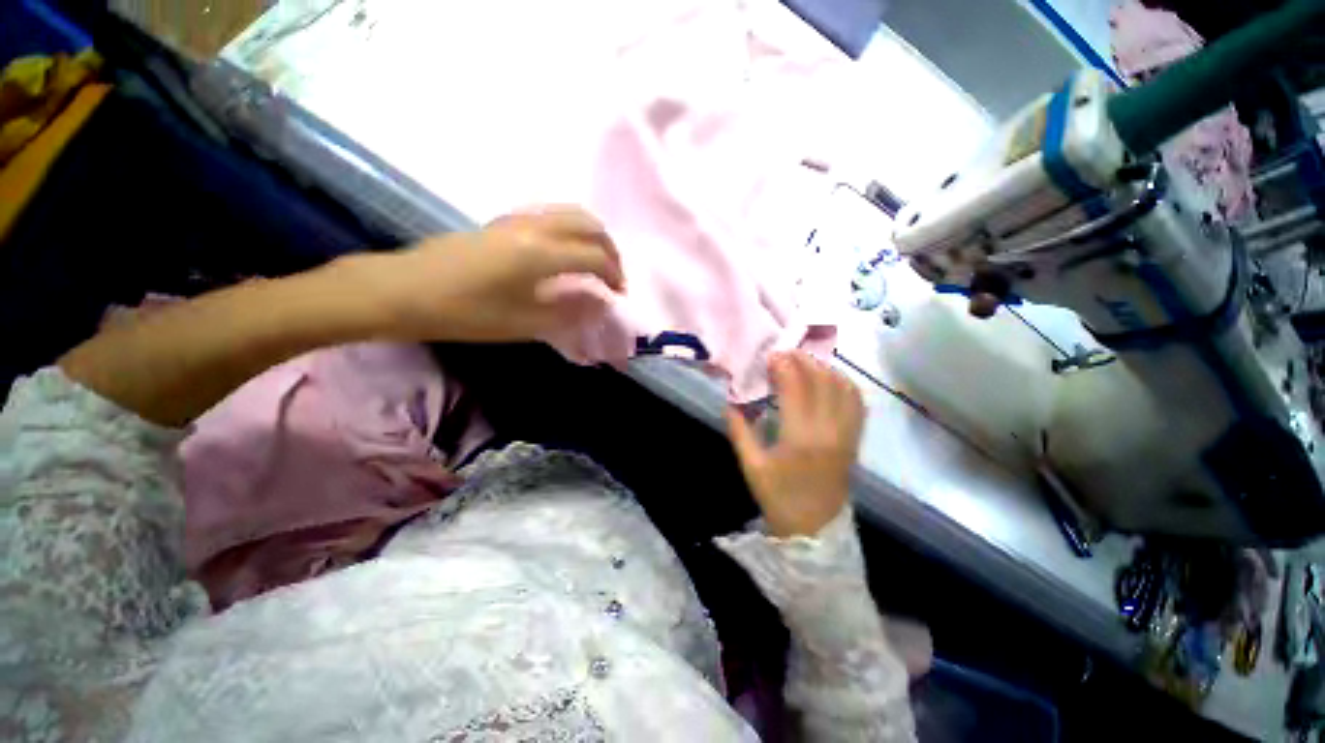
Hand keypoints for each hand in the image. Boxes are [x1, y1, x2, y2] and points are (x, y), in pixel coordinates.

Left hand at [354, 208, 625, 342]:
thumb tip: (601, 305)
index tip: (619, 294)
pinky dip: (571, 230)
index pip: (594, 257)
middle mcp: (534, 227)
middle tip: (612, 275)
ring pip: (570, 214)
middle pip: (588, 225)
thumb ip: (568, 313)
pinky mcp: (504, 221)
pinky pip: (551, 216)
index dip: (614, 276)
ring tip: (594, 263)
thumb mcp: (522, 323)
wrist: (404, 289)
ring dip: (591, 236)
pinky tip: (565, 254)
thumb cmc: (464, 312)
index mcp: (540, 253)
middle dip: (609, 249)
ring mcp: (517, 219)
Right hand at [727, 351, 864, 537]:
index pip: (796, 388)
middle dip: (803, 360)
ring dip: (824, 368)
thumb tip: (730, 402)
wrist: (814, 529)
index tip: (770, 355)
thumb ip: (739, 431)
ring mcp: (847, 434)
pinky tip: (828, 378)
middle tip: (784, 353)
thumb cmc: (779, 498)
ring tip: (804, 362)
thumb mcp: (751, 466)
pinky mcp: (855, 439)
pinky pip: (856, 402)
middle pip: (822, 381)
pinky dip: (844, 383)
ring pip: (843, 387)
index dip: (784, 366)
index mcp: (800, 438)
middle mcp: (829, 431)